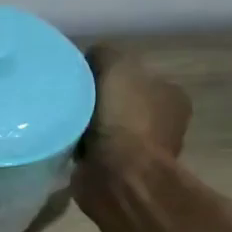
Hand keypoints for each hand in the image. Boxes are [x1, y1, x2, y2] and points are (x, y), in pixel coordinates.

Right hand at [71, 44, 190, 217]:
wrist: (120, 177)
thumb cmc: (125, 119)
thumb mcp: (117, 68)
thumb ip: (104, 54)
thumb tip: (90, 58)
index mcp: (170, 95)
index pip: (135, 76)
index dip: (107, 73)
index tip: (81, 78)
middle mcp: (161, 123)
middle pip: (118, 102)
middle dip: (94, 102)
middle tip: (67, 101)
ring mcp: (141, 151)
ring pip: (104, 129)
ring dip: (84, 128)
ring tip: (60, 124)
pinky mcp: (118, 174)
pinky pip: (92, 153)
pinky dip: (79, 149)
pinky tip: (63, 145)